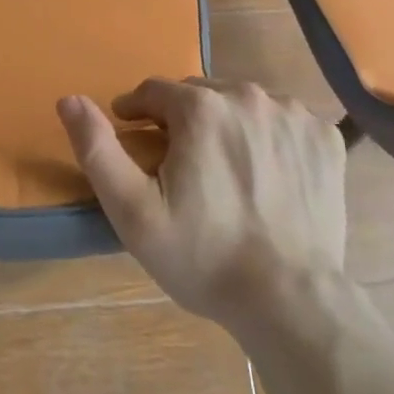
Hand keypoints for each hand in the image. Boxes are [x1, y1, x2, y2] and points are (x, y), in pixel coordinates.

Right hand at [58, 79, 345, 329]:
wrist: (291, 302)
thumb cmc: (204, 257)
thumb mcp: (134, 212)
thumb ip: (97, 149)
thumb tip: (68, 99)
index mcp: (200, 106)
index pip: (154, 91)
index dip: (138, 113)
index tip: (135, 137)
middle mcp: (247, 94)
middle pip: (200, 94)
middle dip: (183, 120)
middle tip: (181, 164)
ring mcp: (292, 113)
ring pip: (243, 104)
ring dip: (227, 125)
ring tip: (225, 171)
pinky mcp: (325, 137)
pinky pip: (285, 123)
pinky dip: (271, 138)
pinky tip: (268, 176)